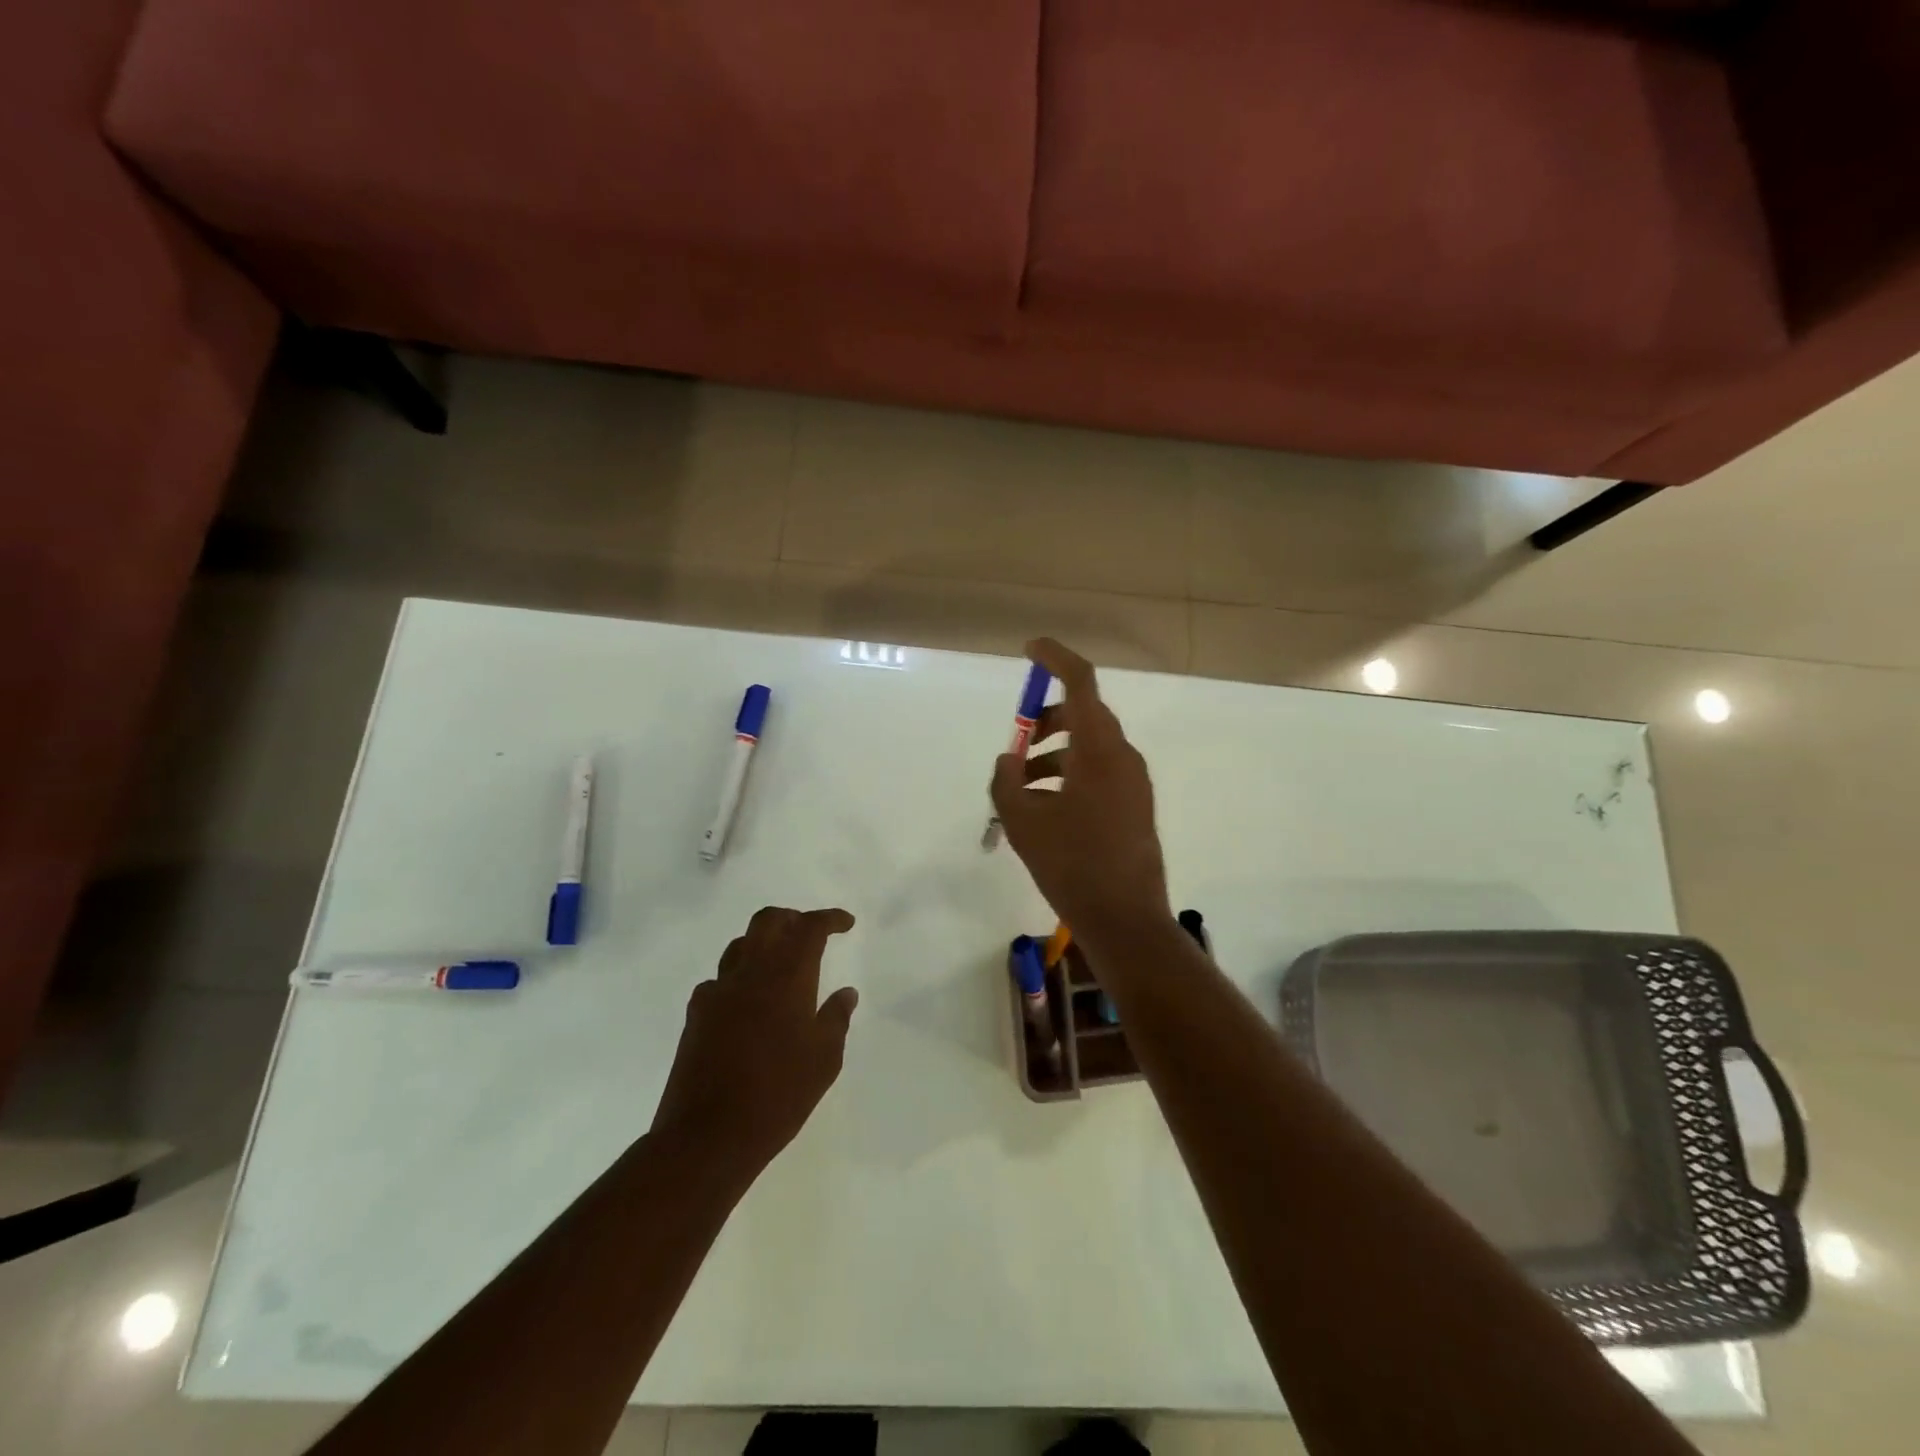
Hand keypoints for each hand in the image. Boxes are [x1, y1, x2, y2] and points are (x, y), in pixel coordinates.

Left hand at [651, 907, 858, 1183]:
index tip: (846, 923)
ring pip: (741, 945)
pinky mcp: (696, 1015)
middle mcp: (750, 973)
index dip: (829, 919)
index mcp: (787, 977)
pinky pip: (719, 980)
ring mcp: (717, 992)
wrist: (706, 1136)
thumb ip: (836, 1019)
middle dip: (792, 918)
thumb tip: (846, 993)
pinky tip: (747, 1002)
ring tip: (780, 963)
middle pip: (768, 921)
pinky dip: (739, 978)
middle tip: (810, 933)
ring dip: (764, 943)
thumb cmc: (778, 1096)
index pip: (809, 927)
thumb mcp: (824, 1061)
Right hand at [990, 639, 1170, 936]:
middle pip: (1084, 715)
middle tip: (1017, 747)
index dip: (1055, 658)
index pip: (1080, 683)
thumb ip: (1006, 781)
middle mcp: (1123, 756)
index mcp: (1098, 750)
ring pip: (1090, 747)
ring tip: (1021, 790)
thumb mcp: (1022, 822)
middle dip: (1046, 721)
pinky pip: (1100, 771)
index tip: (1030, 648)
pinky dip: (1070, 774)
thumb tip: (1009, 760)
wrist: (1125, 919)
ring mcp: (1134, 782)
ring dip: (1054, 754)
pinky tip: (1047, 808)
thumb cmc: (1071, 865)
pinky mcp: (1136, 805)